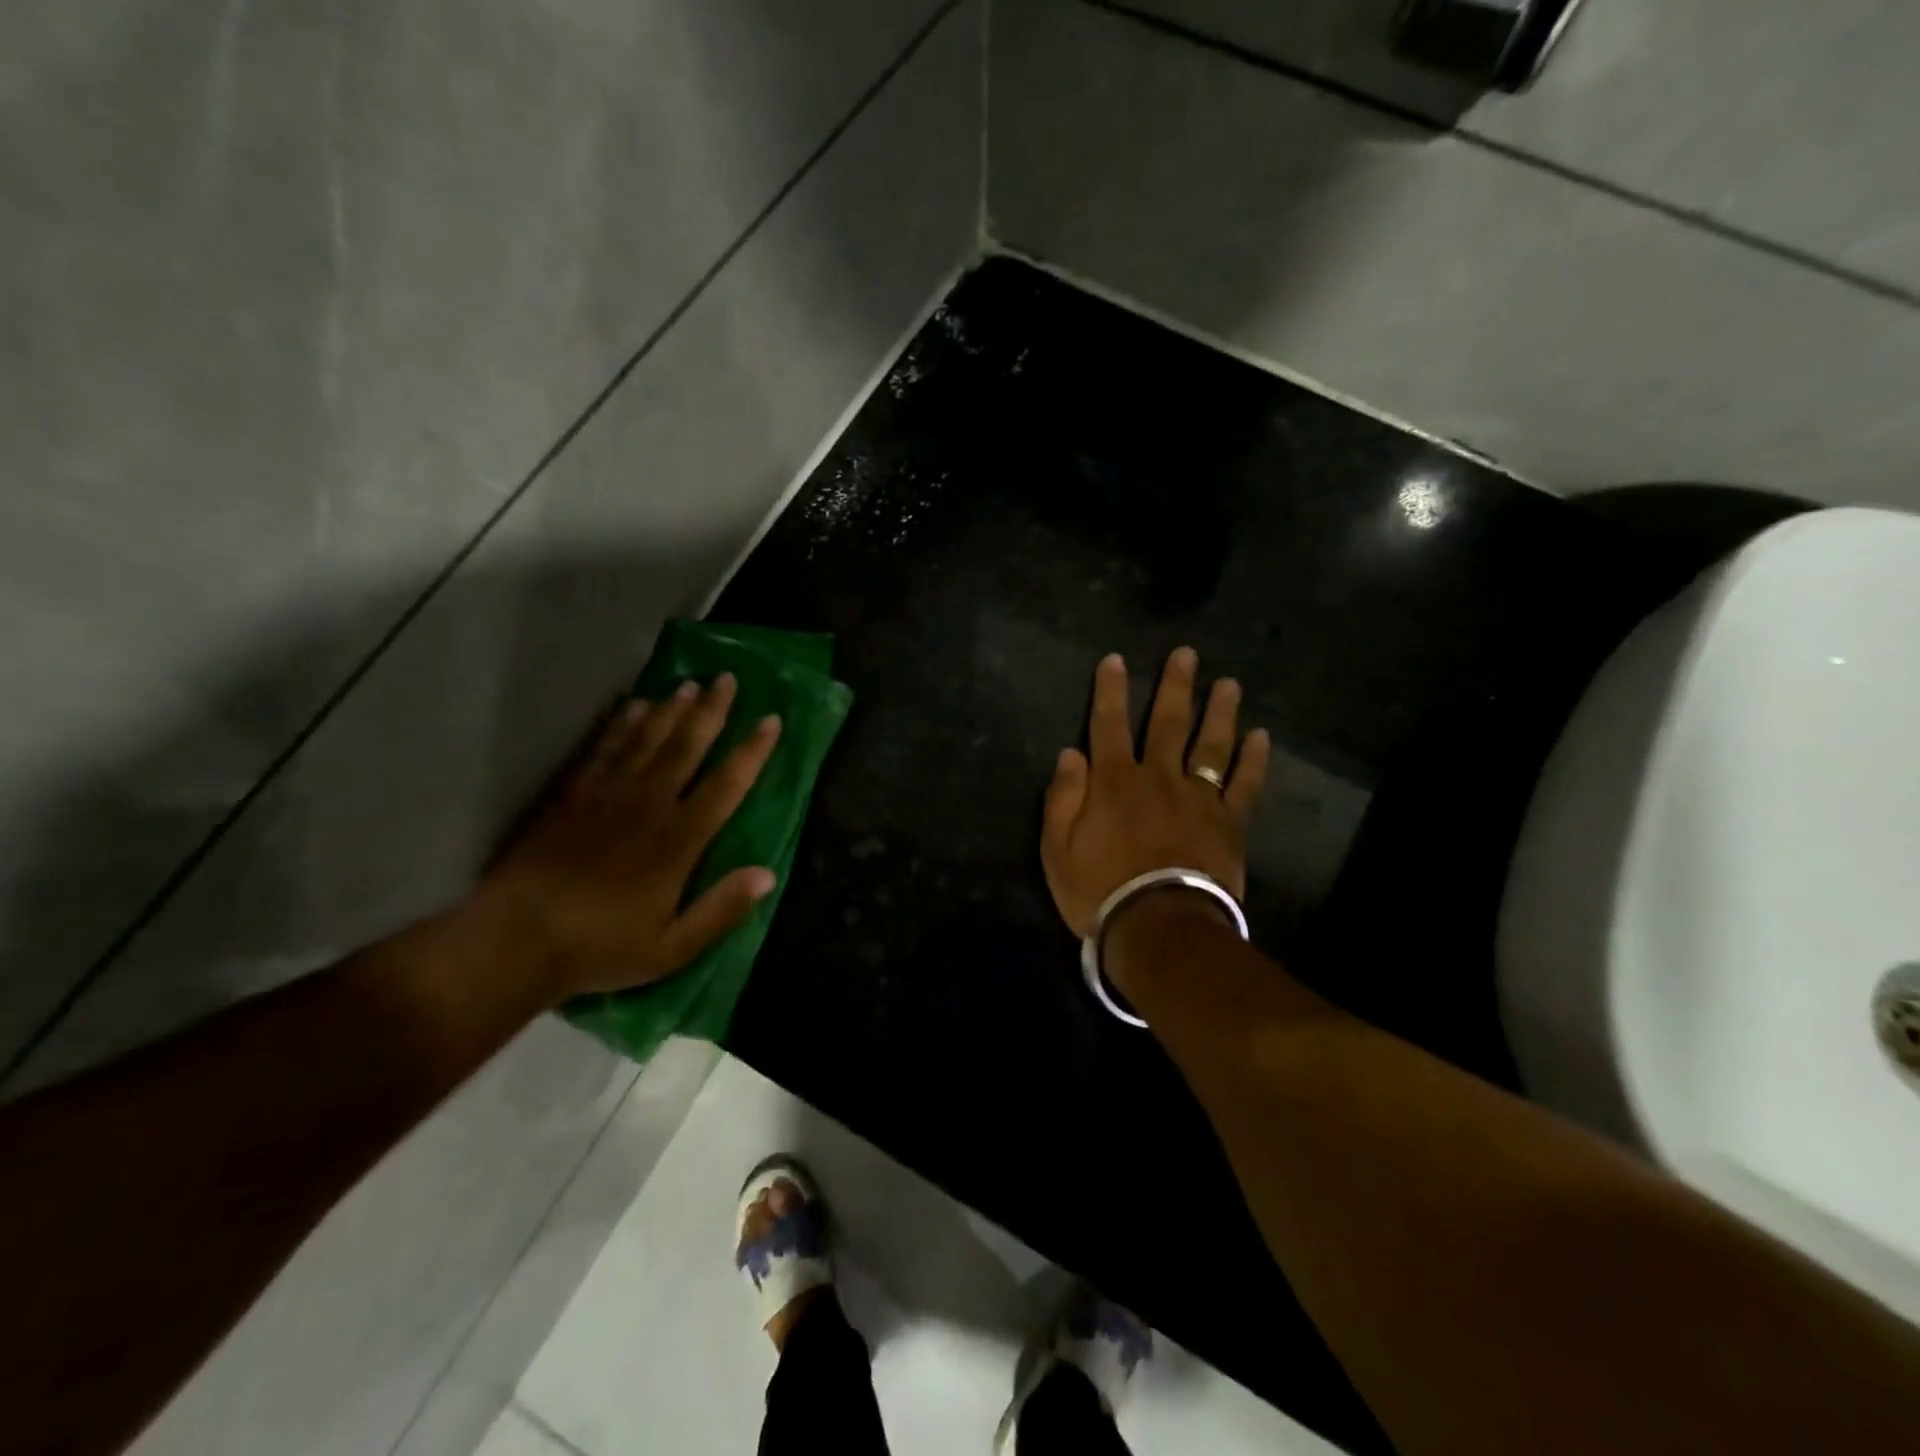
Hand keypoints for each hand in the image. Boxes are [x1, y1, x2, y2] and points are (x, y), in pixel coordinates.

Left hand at [483, 674, 780, 999]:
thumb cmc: (601, 947)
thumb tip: (769, 874)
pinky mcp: (571, 796)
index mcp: (678, 842)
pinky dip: (620, 725)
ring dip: (671, 710)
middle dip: (712, 713)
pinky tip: (633, 707)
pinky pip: (602, 750)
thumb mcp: (673, 948)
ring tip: (690, 684)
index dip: (751, 752)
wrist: (515, 941)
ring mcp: (606, 796)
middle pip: (686, 749)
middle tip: (728, 679)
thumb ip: (722, 910)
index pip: (725, 786)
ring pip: (646, 741)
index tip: (770, 720)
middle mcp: (647, 807)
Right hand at [1041, 648, 1269, 938]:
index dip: (1110, 691)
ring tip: (1228, 683)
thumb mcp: (1056, 849)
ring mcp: (1198, 797)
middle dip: (1175, 686)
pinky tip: (1262, 736)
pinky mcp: (1228, 822)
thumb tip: (1070, 753)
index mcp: (1113, 781)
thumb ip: (1062, 798)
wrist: (1158, 927)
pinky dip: (1254, 759)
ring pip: (1210, 744)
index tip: (1115, 659)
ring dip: (1219, 711)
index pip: (1108, 725)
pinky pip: (1244, 784)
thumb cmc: (1099, 890)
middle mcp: (1158, 777)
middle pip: (1168, 723)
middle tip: (1187, 654)